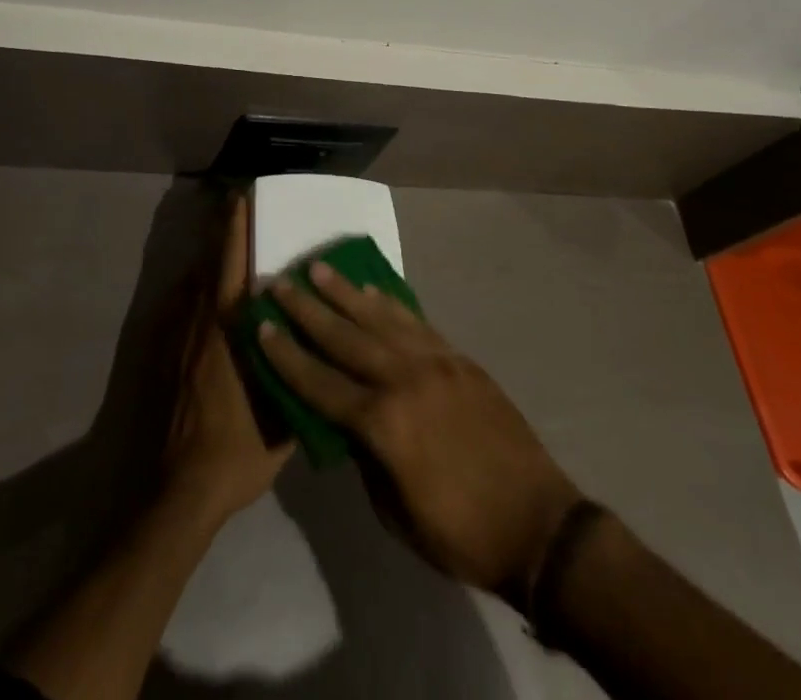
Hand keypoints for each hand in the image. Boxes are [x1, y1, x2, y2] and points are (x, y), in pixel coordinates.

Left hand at [159, 196, 293, 528]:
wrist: (179, 491)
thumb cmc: (237, 451)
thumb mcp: (282, 416)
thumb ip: (295, 376)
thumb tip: (313, 350)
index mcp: (230, 329)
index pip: (232, 262)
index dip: (237, 227)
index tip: (243, 197)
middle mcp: (200, 322)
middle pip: (209, 261)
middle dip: (222, 230)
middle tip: (234, 204)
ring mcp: (177, 338)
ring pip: (192, 283)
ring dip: (208, 258)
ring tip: (224, 242)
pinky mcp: (162, 357)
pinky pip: (179, 308)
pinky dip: (192, 290)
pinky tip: (201, 293)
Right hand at [259, 262, 581, 602]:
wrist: (538, 524)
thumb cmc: (460, 532)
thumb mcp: (395, 512)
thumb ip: (365, 457)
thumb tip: (347, 422)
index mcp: (383, 425)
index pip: (320, 383)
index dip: (287, 356)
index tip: (262, 326)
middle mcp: (404, 380)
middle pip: (345, 337)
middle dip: (307, 310)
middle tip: (280, 283)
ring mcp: (435, 363)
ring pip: (380, 318)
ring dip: (345, 293)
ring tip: (319, 268)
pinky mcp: (459, 359)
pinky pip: (416, 322)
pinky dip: (390, 304)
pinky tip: (373, 291)